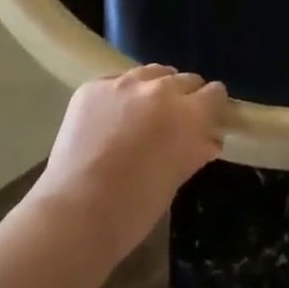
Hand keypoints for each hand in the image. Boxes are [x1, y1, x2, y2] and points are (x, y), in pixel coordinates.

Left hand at [29, 65, 227, 261]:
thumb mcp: (174, 181)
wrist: (74, 214)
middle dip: (184, 97)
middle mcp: (159, 89)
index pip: (214, 93)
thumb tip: (208, 139)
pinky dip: (121, 96)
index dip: (212, 106)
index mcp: (187, 114)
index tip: (208, 118)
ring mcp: (123, 83)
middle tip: (174, 121)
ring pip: (151, 73)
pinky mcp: (93, 86)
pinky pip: (117, 81)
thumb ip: (194, 151)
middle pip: (184, 78)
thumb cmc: (133, 209)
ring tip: (142, 114)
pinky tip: (110, 120)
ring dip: (154, 89)